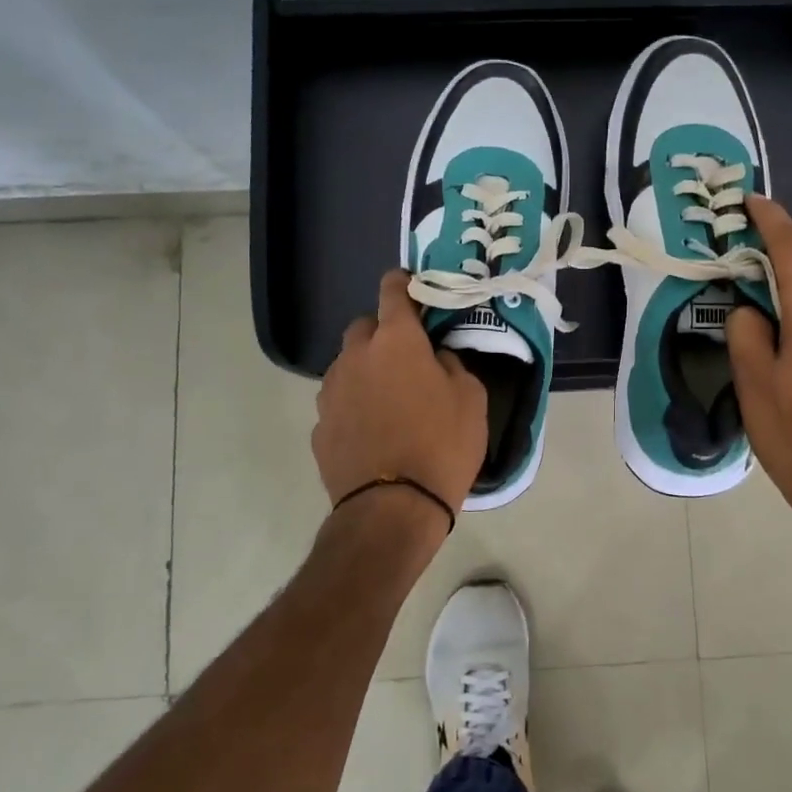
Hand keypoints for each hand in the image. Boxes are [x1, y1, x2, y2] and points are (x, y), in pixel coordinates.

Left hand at [313, 270, 488, 524]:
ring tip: (389, 399)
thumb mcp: (471, 399)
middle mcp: (356, 356)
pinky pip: (339, 402)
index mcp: (396, 341)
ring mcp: (331, 392)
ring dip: (366, 370)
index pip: (393, 292)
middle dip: (383, 333)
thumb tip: (437, 358)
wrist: (392, 508)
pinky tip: (372, 431)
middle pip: (364, 328)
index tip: (410, 285)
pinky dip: (354, 405)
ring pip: (347, 365)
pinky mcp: (319, 426)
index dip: (402, 283)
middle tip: (407, 356)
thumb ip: (453, 365)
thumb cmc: (442, 445)